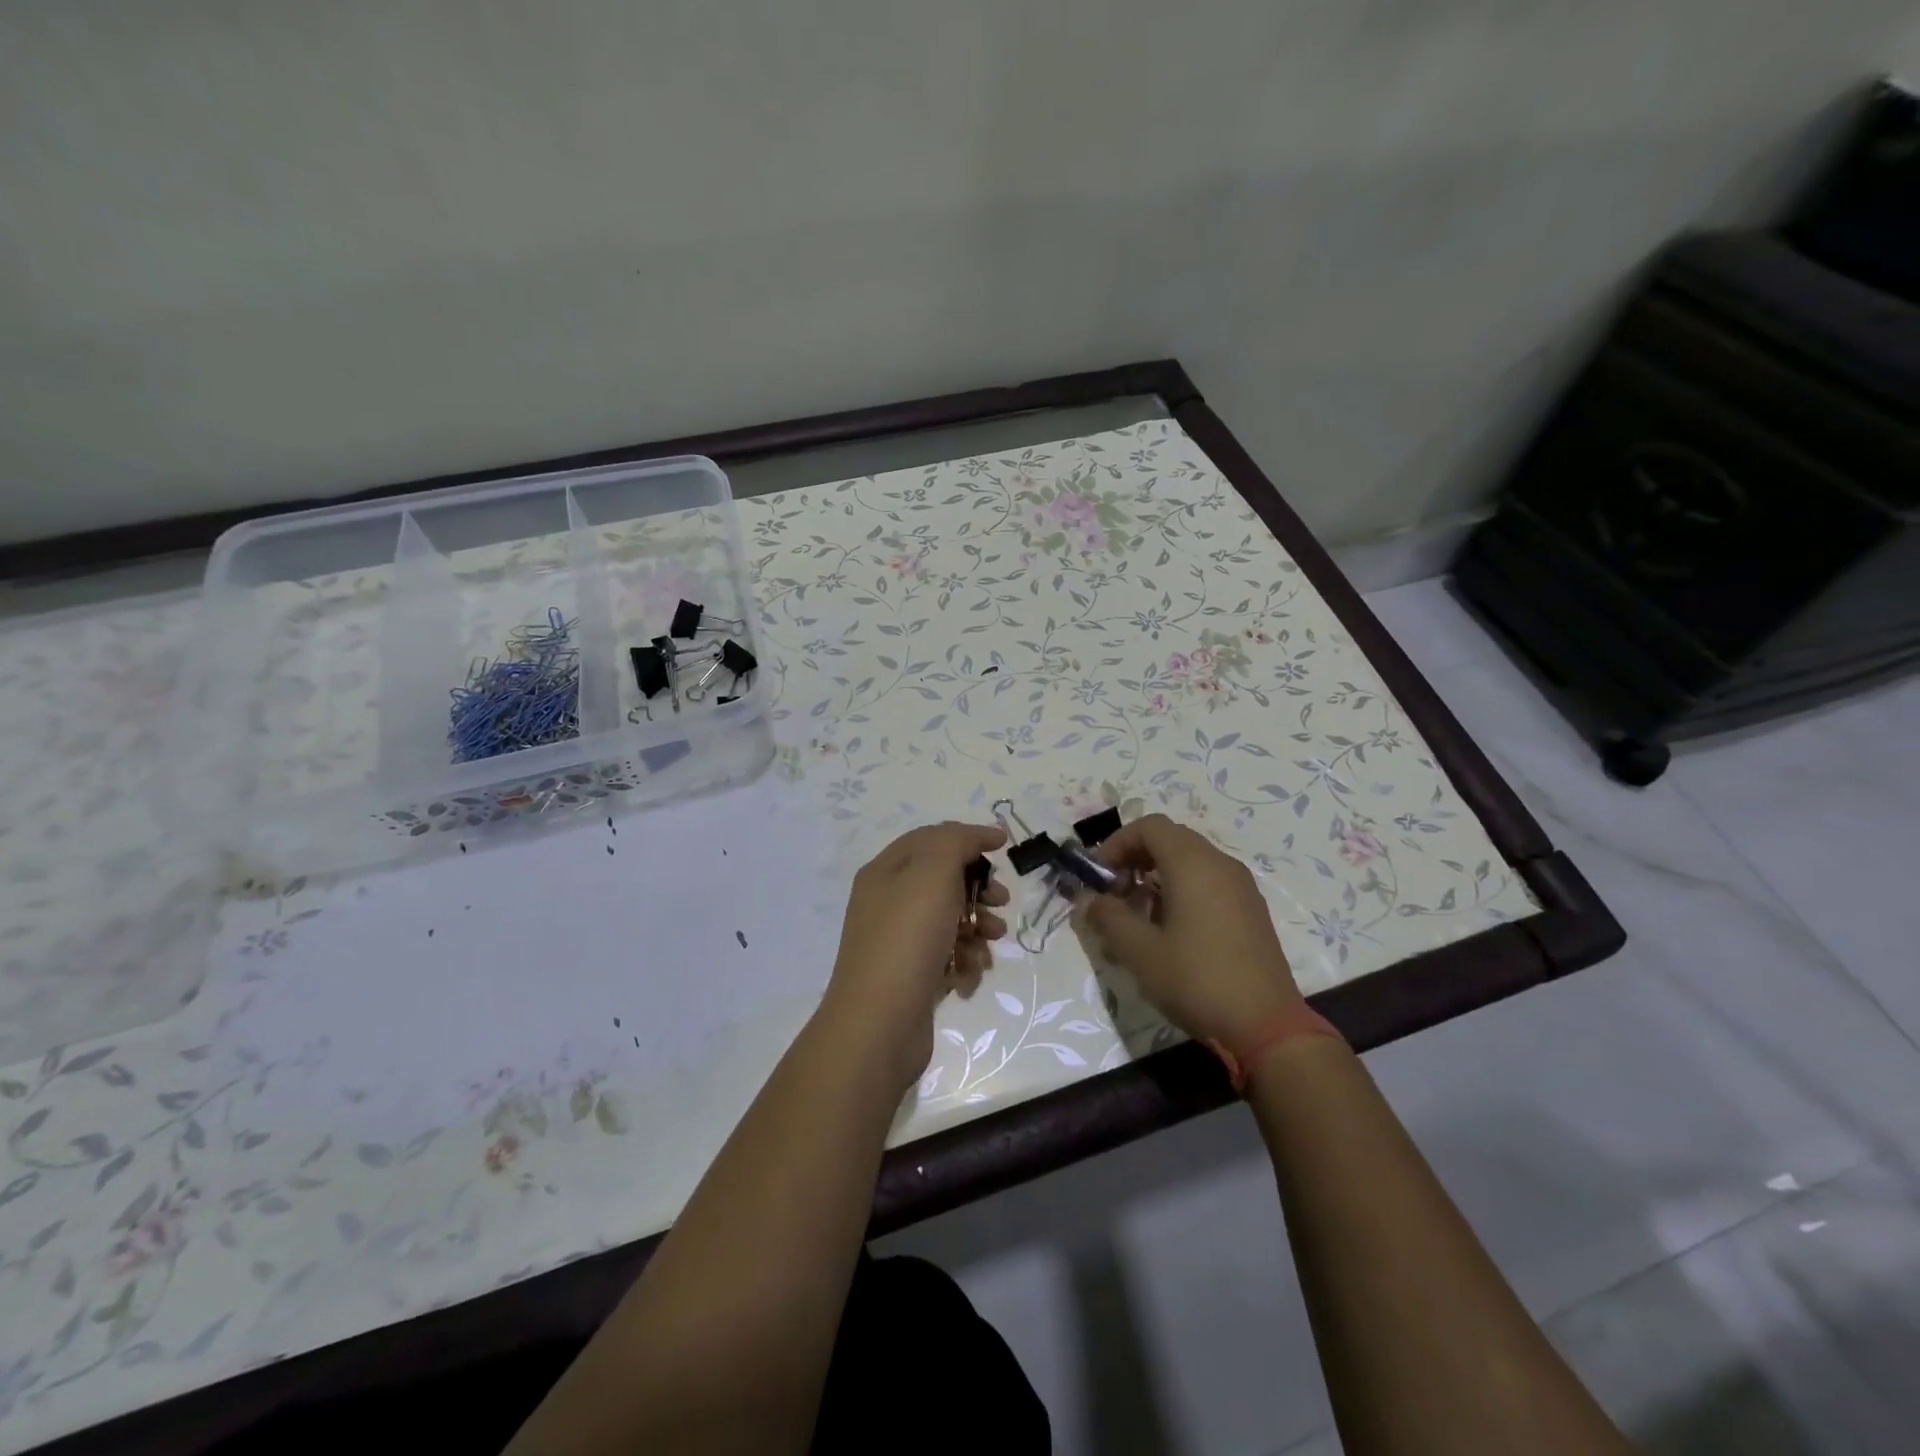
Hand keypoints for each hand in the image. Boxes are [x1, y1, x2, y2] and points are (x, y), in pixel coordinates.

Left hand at [820, 822, 1010, 1093]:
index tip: (1004, 846)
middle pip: (943, 880)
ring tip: (994, 939)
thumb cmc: (908, 937)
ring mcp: (898, 941)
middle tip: (1001, 900)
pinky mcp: (910, 975)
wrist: (880, 1022)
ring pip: (949, 919)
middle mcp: (887, 902)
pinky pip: (946, 954)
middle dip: (978, 887)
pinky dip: (965, 958)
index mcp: (885, 871)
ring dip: (978, 926)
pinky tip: (973, 971)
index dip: (968, 837)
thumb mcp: (933, 872)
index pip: (931, 839)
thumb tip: (978, 835)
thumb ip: (956, 842)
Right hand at [1077, 814, 1301, 1046]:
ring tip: (1140, 915)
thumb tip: (1090, 901)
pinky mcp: (1251, 910)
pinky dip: (1183, 889)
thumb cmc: (1196, 980)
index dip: (1118, 843)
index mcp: (1193, 864)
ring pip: (1191, 861)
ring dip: (1158, 875)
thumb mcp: (1140, 951)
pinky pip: (1210, 881)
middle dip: (1136, 858)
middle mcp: (1220, 864)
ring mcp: (1241, 887)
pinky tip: (1172, 930)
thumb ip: (1109, 917)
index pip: (1150, 826)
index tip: (1101, 876)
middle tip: (1116, 893)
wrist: (1266, 1026)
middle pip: (1170, 839)